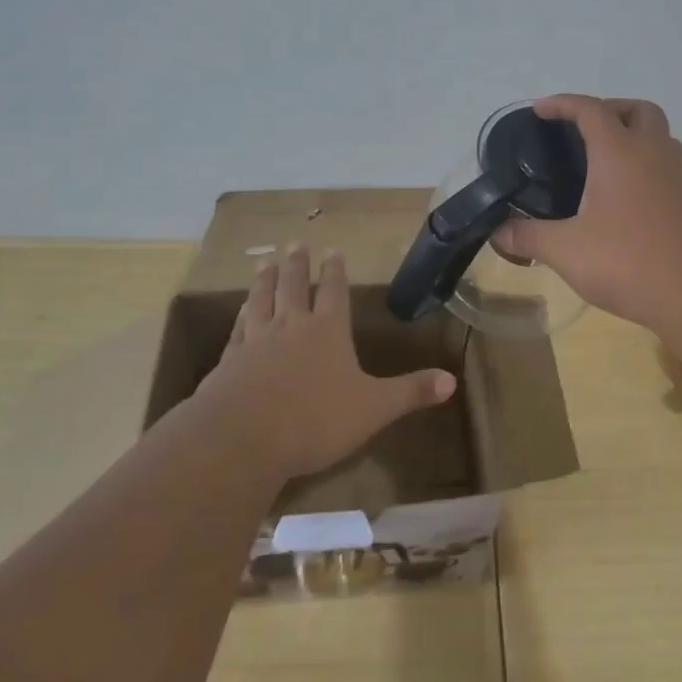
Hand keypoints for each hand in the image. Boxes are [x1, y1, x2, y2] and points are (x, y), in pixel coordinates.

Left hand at [196, 244, 456, 482]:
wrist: (243, 438)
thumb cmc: (316, 419)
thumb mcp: (374, 408)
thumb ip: (410, 392)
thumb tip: (452, 380)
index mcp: (328, 330)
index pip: (334, 291)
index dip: (334, 270)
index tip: (332, 249)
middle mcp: (291, 327)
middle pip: (293, 286)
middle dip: (297, 265)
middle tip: (295, 243)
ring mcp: (255, 341)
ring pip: (260, 300)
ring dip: (264, 280)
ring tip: (263, 262)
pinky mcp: (228, 362)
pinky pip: (236, 330)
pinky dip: (239, 316)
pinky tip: (239, 312)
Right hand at [492, 95, 681, 338]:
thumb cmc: (629, 262)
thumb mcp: (566, 251)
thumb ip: (529, 237)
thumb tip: (497, 232)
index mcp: (620, 154)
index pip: (591, 110)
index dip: (563, 104)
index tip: (540, 110)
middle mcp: (653, 157)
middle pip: (639, 111)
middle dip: (610, 109)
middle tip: (582, 130)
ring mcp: (678, 181)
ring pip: (661, 138)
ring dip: (634, 135)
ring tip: (604, 161)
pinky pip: (667, 169)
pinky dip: (646, 167)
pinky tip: (625, 200)